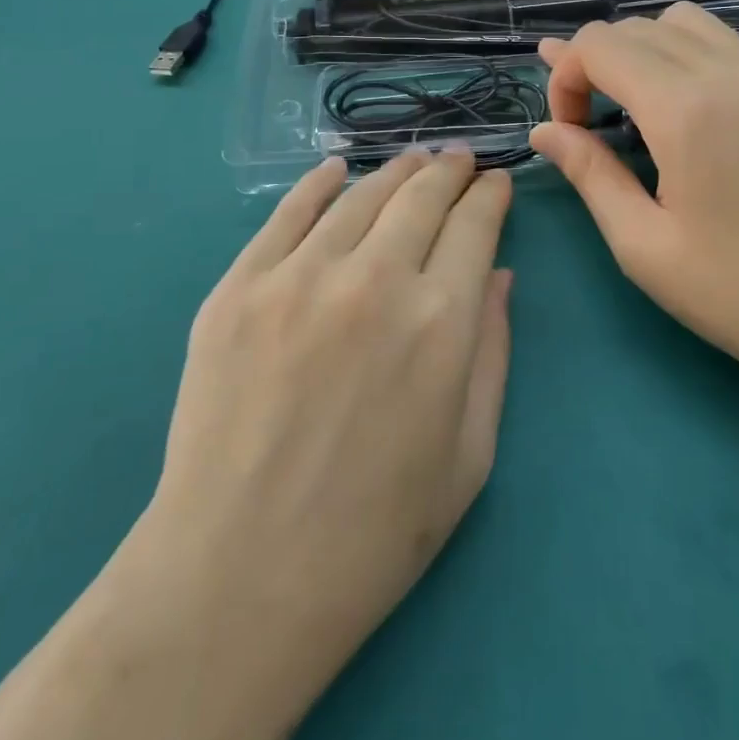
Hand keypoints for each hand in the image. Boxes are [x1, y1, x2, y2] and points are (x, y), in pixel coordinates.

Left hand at [108, 149, 512, 739]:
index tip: (495, 183)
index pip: (476, 225)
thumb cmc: (373, 532)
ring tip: (412, 161)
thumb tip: (499, 275)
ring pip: (360, 195)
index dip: (490, 196)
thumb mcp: (470, 455)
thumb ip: (493, 353)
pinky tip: (336, 169)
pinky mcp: (239, 287)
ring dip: (395, 171)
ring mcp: (300, 277)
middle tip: (457, 161)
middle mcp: (375, 280)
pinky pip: (287, 213)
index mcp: (441, 321)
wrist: (239, 578)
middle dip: (448, 171)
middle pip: (422, 196)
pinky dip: (318, 183)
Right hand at [528, 3, 738, 400]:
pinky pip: (724, 43)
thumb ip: (589, 173)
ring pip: (682, 22)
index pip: (600, 45)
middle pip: (636, 27)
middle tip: (588, 125)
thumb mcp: (642, 244)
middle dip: (595, 63)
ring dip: (641, 50)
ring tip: (633, 106)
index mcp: (686, 109)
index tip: (569, 132)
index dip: (565, 78)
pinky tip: (684, 110)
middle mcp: (728, 73)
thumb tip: (544, 131)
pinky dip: (684, 55)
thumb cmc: (738, 294)